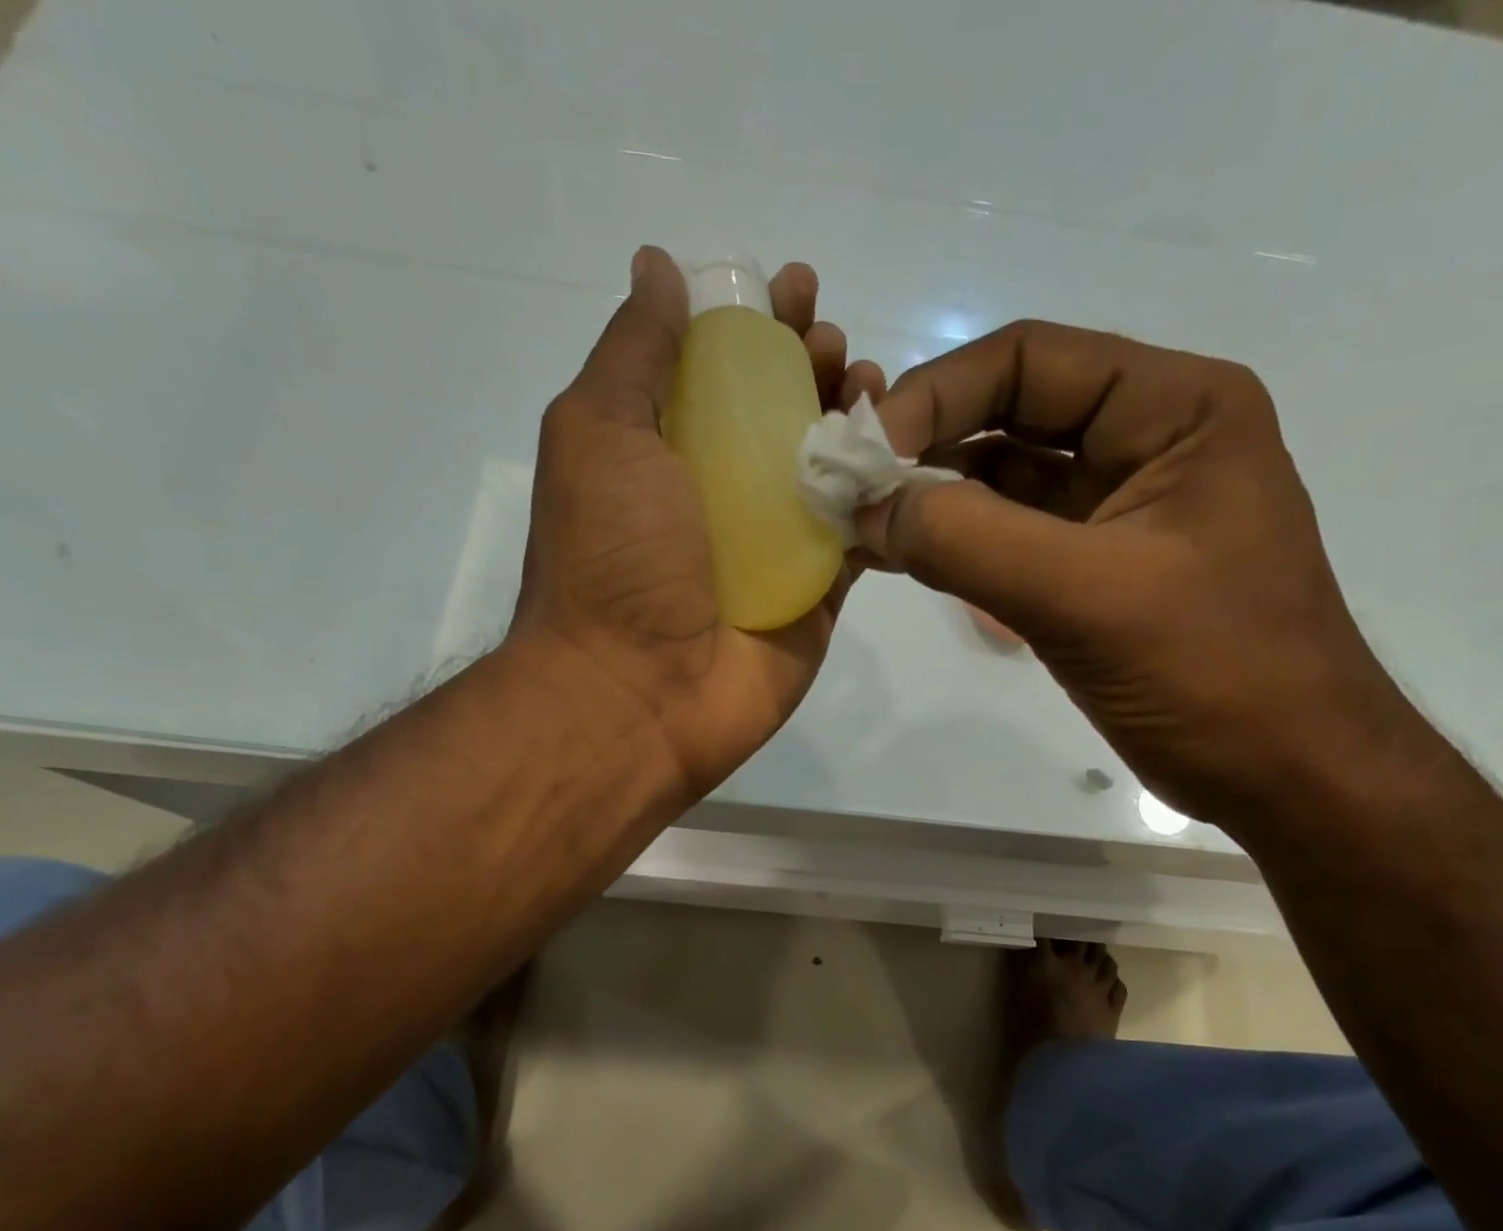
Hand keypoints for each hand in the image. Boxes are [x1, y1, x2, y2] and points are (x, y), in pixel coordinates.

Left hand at [509, 247, 884, 800]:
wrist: (638, 691)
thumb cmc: (612, 557)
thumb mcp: (599, 433)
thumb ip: (634, 353)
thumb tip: (659, 267)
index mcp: (666, 451)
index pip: (722, 368)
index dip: (757, 323)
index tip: (791, 290)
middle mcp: (722, 492)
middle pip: (783, 411)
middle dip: (814, 363)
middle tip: (834, 344)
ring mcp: (775, 545)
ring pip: (830, 467)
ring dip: (857, 417)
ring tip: (872, 384)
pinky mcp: (819, 592)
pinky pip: (862, 532)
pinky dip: (885, 491)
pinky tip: (903, 454)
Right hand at [859, 321, 1404, 825]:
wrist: (1285, 775)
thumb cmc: (1214, 674)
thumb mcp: (1087, 597)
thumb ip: (968, 541)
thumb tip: (869, 507)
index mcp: (1174, 409)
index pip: (1031, 361)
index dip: (938, 394)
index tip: (865, 450)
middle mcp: (1147, 440)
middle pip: (1012, 414)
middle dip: (928, 446)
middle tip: (849, 487)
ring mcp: (1118, 508)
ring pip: (1004, 479)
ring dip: (934, 498)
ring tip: (862, 525)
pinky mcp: (1093, 568)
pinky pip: (1010, 536)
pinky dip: (956, 544)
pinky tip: (902, 557)